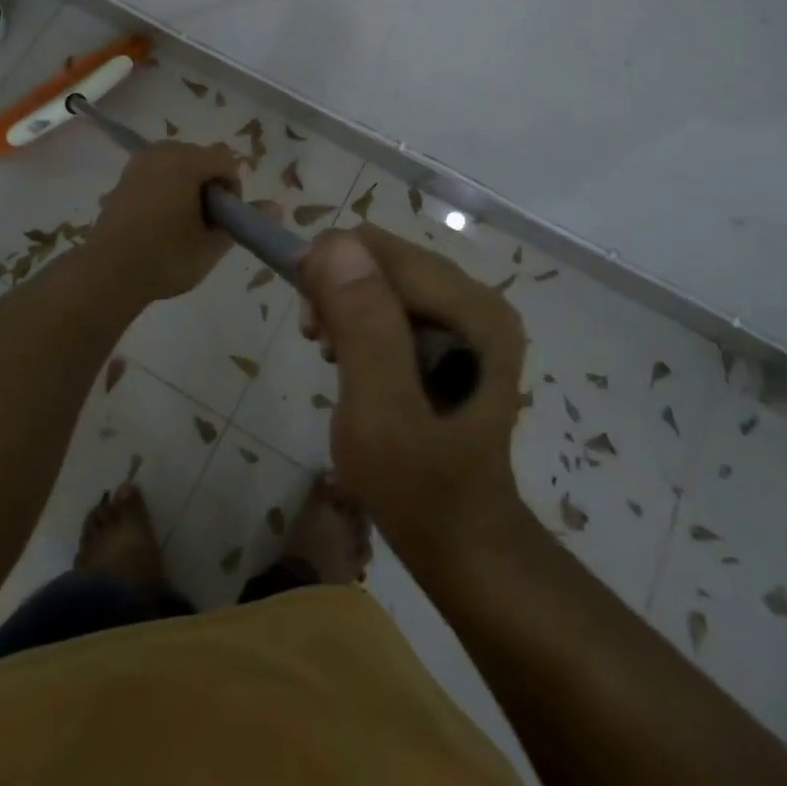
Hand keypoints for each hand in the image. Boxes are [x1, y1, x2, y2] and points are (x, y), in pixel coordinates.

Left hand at [85, 142, 276, 302]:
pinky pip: (156, 173)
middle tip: (206, 222)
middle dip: (210, 184)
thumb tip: (278, 208)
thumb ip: (244, 221)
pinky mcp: (123, 179)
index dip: (233, 188)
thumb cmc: (166, 258)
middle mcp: (162, 153)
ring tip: (184, 222)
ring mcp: (138, 164)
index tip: (225, 218)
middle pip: (200, 157)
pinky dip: (166, 189)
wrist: (106, 274)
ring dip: (187, 185)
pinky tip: (160, 222)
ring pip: (177, 164)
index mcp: (186, 162)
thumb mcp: (212, 245)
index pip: (225, 160)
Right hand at [298, 225, 526, 560]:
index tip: (309, 324)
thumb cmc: (420, 487)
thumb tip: (335, 244)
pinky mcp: (457, 334)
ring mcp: (470, 317)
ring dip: (346, 306)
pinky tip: (354, 360)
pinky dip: (361, 321)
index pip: (381, 249)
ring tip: (333, 357)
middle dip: (338, 290)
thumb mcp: (381, 411)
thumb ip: (363, 324)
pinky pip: (393, 302)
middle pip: (384, 258)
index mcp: (472, 309)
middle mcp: (477, 299)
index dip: (331, 270)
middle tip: (319, 344)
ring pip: (383, 277)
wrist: (462, 542)